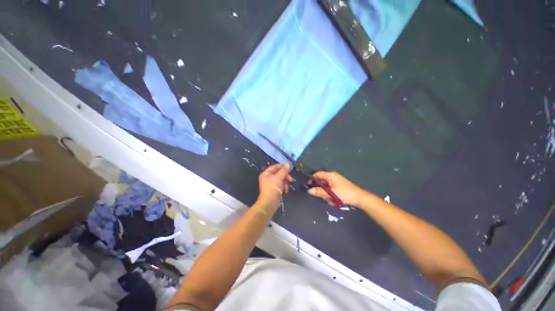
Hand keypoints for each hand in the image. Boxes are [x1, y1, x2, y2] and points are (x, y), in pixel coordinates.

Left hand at [256, 163, 292, 211]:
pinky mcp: (274, 190)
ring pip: (281, 180)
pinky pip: (281, 185)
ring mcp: (271, 184)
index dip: (282, 167)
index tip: (289, 168)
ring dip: (285, 183)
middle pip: (279, 173)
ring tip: (286, 187)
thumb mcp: (279, 177)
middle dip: (285, 176)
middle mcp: (268, 178)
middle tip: (291, 179)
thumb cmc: (273, 188)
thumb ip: (284, 170)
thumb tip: (288, 163)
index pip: (275, 167)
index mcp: (266, 173)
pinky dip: (284, 187)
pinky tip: (285, 191)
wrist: (270, 202)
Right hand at [307, 171, 364, 206]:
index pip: (317, 174)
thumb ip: (319, 192)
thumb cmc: (344, 194)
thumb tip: (309, 190)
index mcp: (330, 175)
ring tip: (329, 200)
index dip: (312, 178)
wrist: (359, 198)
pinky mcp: (339, 185)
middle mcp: (333, 176)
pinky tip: (333, 201)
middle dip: (320, 189)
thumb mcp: (330, 194)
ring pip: (326, 186)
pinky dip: (330, 194)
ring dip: (325, 193)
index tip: (308, 185)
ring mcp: (336, 180)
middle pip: (321, 180)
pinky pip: (331, 188)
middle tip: (320, 196)